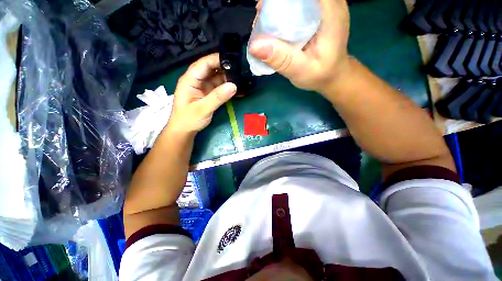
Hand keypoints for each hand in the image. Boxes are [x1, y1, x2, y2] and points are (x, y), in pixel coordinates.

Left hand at [167, 53, 236, 133]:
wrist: (184, 130)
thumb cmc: (188, 119)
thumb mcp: (202, 109)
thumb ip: (217, 97)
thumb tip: (233, 86)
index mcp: (190, 79)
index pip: (204, 64)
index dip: (217, 59)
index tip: (234, 59)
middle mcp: (197, 80)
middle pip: (212, 69)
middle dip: (225, 68)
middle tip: (241, 69)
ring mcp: (203, 87)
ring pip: (217, 77)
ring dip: (228, 78)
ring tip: (242, 78)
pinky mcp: (209, 93)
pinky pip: (219, 87)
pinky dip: (228, 87)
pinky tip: (237, 88)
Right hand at [249, 0, 349, 92]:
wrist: (331, 74)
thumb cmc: (320, 74)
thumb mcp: (300, 71)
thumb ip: (281, 59)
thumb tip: (254, 46)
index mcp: (330, 13)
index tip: (265, 9)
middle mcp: (329, 3)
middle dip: (275, 2)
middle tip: (261, 18)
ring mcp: (323, 6)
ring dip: (277, 5)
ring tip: (263, 23)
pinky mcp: (316, 11)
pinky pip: (296, 3)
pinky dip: (281, 10)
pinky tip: (272, 24)